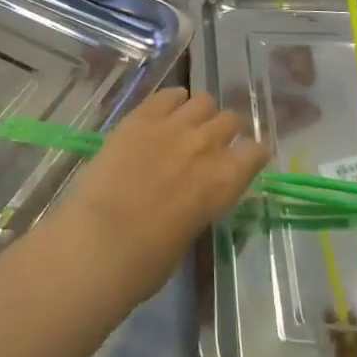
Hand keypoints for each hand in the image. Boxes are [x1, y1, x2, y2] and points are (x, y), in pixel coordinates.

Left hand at [54, 89, 268, 304]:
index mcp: (224, 183)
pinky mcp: (141, 117)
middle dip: (226, 130)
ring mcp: (173, 126)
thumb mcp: (189, 234)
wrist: (100, 241)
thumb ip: (200, 205)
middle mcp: (206, 146)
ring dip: (201, 113)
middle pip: (231, 120)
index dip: (251, 155)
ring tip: (188, 124)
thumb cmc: (146, 261)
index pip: (255, 152)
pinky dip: (172, 100)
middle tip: (213, 143)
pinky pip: (167, 95)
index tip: (245, 159)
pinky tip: (166, 110)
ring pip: (203, 101)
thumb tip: (195, 194)